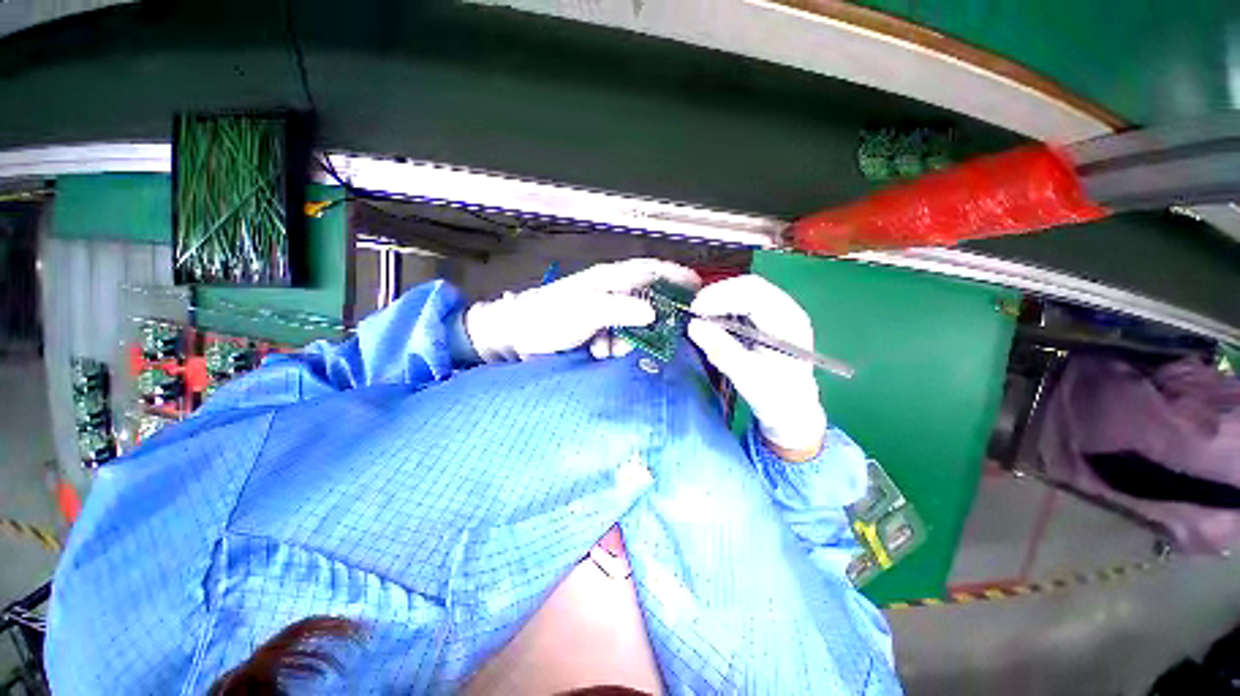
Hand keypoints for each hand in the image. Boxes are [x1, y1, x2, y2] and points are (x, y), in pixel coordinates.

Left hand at [466, 259, 701, 360]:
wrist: (516, 336)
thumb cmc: (548, 318)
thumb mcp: (584, 311)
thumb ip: (618, 309)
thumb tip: (652, 314)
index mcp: (609, 279)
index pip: (650, 271)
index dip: (675, 276)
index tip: (698, 288)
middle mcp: (610, 293)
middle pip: (647, 303)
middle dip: (648, 325)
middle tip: (644, 342)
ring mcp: (603, 312)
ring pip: (634, 325)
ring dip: (627, 341)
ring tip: (606, 350)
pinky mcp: (596, 330)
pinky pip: (619, 339)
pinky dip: (613, 348)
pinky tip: (599, 354)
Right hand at [687, 275, 826, 458]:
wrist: (793, 413)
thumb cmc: (775, 398)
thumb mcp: (746, 377)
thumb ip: (722, 350)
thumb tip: (694, 326)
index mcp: (788, 323)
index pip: (754, 294)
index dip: (722, 296)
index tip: (696, 309)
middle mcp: (788, 311)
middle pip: (751, 286)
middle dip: (719, 293)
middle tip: (694, 309)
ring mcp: (780, 314)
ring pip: (747, 290)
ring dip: (721, 297)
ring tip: (700, 312)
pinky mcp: (770, 321)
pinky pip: (746, 301)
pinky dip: (726, 304)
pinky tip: (713, 316)